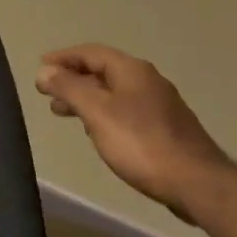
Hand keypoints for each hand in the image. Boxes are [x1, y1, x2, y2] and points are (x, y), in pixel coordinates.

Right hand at [35, 44, 230, 221]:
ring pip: (114, 93)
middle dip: (73, 79)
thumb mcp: (97, 112)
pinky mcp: (166, 129)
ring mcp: (160, 105)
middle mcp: (148, 81)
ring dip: (86, 98)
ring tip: (64, 113)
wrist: (197, 183)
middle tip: (47, 93)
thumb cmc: (141, 143)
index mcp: (132, 70)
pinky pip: (125, 111)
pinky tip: (96, 131)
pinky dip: (103, 113)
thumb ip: (69, 88)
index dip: (63, 58)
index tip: (40, 68)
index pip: (91, 52)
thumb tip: (44, 71)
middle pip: (103, 71)